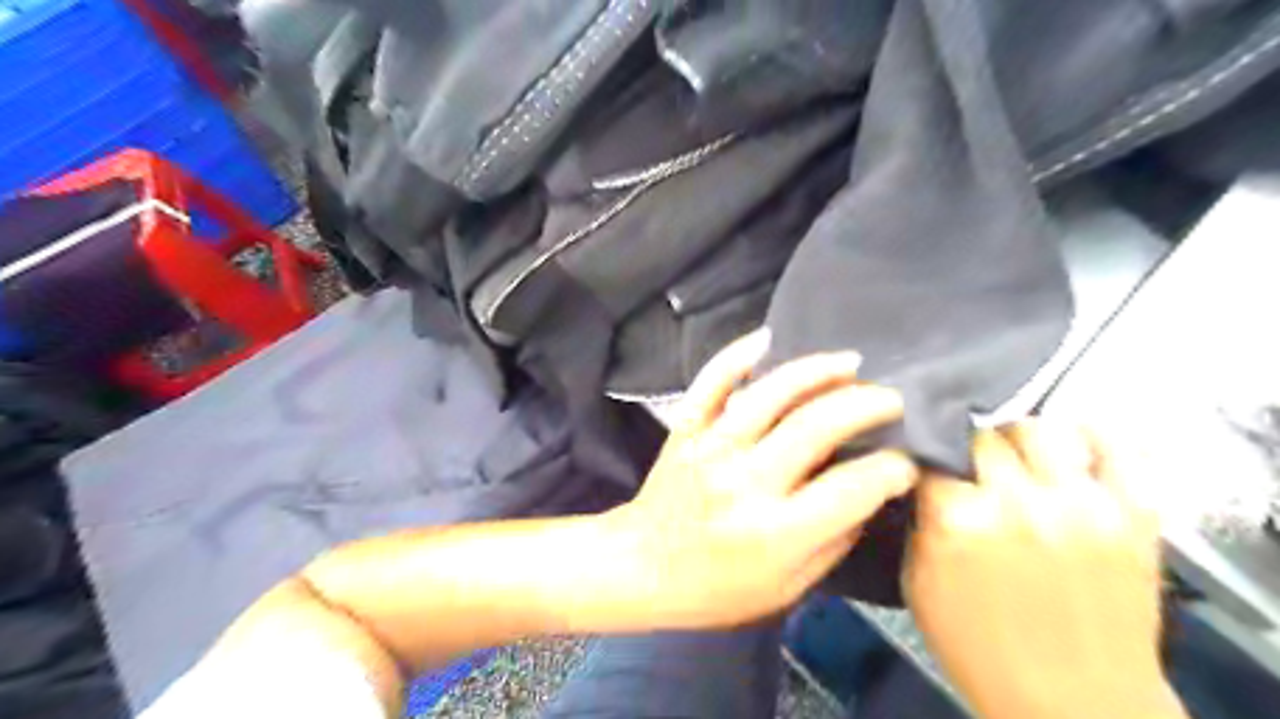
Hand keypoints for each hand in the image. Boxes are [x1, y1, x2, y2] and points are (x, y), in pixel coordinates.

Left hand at [606, 331, 919, 627]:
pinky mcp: (686, 429)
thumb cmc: (717, 588)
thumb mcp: (786, 588)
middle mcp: (744, 482)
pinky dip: (738, 355)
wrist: (642, 566)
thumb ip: (833, 541)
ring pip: (770, 394)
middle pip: (815, 426)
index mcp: (774, 532)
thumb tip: (870, 491)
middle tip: (892, 398)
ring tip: (851, 362)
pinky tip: (768, 338)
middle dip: (865, 405)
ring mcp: (711, 448)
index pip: (849, 488)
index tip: (906, 460)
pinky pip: (711, 381)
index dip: (891, 469)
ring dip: (816, 371)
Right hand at [903, 422, 1183, 718]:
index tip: (928, 466)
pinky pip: (1117, 449)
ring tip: (1020, 462)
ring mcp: (1081, 505)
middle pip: (982, 436)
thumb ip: (917, 522)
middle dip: (970, 452)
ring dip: (1020, 442)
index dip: (926, 458)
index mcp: (958, 521)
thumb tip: (920, 479)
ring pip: (1040, 429)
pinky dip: (1092, 439)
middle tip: (973, 472)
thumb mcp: (917, 582)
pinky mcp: (1133, 516)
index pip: (931, 455)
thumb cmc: (980, 647)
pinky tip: (1071, 450)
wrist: (1075, 705)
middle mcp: (1018, 502)